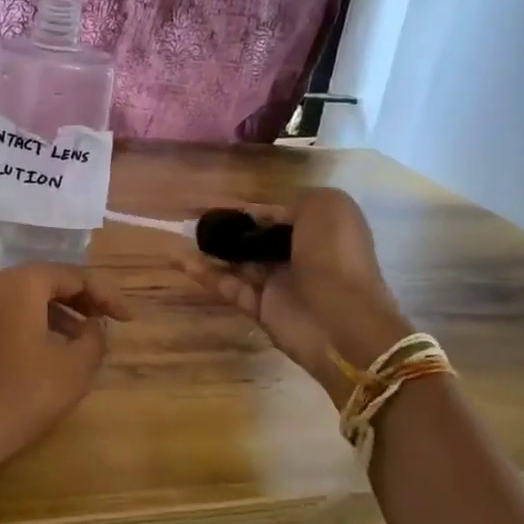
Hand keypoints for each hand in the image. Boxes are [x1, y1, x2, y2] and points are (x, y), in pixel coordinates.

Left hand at [0, 262, 131, 480]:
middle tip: (108, 322)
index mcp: (22, 283)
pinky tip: (51, 350)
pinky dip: (36, 323)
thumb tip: (94, 326)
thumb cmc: (19, 397)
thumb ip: (95, 339)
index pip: (74, 276)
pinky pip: (10, 314)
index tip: (128, 320)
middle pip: (48, 281)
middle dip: (82, 300)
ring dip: (60, 313)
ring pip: (28, 298)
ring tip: (85, 339)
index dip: (106, 296)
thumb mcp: (73, 370)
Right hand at [175, 188, 411, 401]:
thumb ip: (293, 201)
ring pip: (239, 263)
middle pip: (256, 239)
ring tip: (181, 237)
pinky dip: (206, 275)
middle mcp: (300, 255)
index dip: (251, 209)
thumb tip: (262, 213)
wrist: (343, 321)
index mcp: (320, 230)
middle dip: (229, 230)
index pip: (279, 214)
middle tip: (195, 221)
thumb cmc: (335, 256)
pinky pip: (230, 287)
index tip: (218, 203)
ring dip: (212, 250)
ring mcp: (279, 284)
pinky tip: (180, 261)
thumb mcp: (326, 206)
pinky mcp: (261, 309)